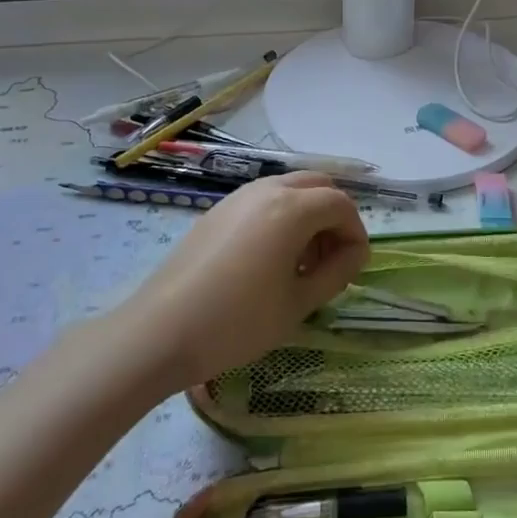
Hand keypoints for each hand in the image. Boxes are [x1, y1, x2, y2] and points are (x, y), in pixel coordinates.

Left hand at [119, 172, 369, 389]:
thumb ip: (336, 272)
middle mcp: (266, 190)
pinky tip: (269, 261)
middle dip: (334, 217)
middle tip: (330, 259)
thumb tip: (354, 254)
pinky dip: (281, 217)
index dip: (356, 234)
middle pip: (318, 185)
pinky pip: (262, 200)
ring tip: (301, 263)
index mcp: (291, 209)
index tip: (353, 268)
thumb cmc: (237, 321)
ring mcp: (237, 197)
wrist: (160, 332)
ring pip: (289, 189)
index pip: (341, 205)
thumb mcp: (299, 303)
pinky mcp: (217, 211)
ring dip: (308, 215)